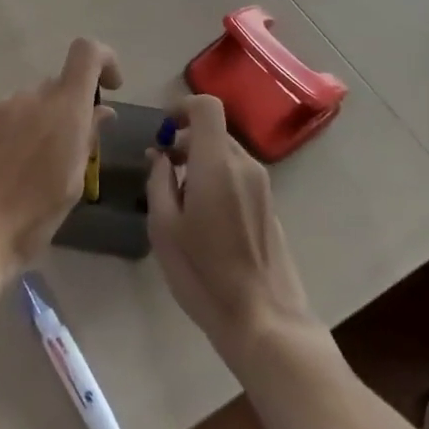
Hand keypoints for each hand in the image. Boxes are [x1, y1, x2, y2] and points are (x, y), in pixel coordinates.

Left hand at [0, 38, 119, 288]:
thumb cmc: (29, 219)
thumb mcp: (71, 185)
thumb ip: (87, 139)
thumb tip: (101, 111)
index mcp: (62, 109)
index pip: (86, 53)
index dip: (104, 60)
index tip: (110, 89)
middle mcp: (30, 98)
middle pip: (59, 85)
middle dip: (71, 109)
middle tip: (73, 152)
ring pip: (32, 104)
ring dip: (43, 125)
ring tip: (38, 171)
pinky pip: (8, 118)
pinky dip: (18, 135)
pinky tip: (11, 172)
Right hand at [146, 95, 320, 367]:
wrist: (263, 321)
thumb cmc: (203, 273)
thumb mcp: (163, 227)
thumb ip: (158, 181)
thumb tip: (160, 156)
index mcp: (217, 163)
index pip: (207, 107)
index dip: (182, 107)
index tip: (163, 131)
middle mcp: (244, 166)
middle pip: (214, 131)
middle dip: (185, 140)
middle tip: (162, 169)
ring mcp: (262, 187)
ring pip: (226, 154)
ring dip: (200, 161)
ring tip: (179, 198)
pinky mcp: (269, 207)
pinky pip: (238, 176)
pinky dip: (217, 179)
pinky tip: (204, 218)